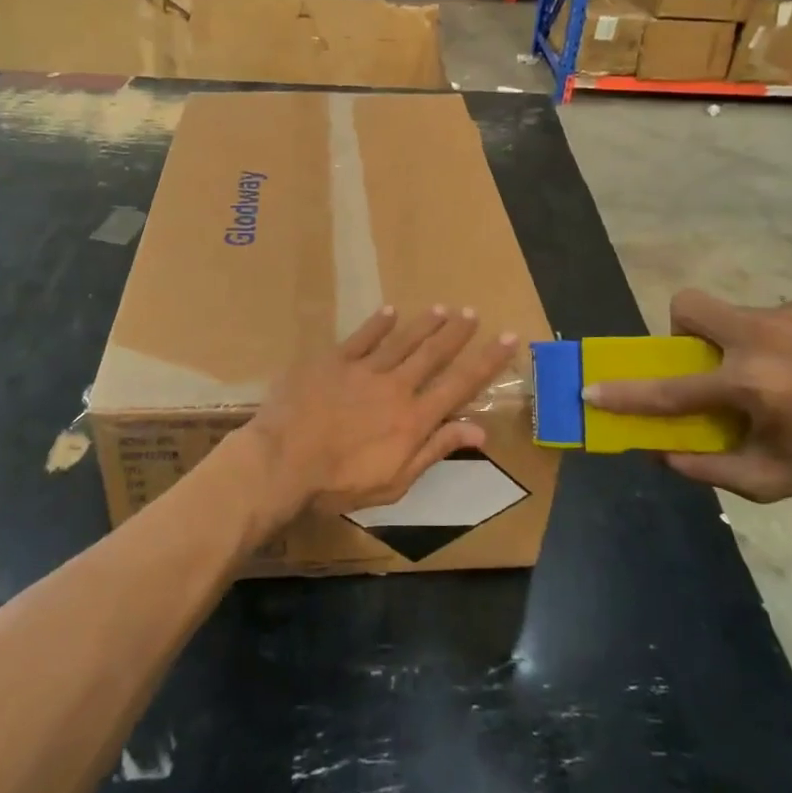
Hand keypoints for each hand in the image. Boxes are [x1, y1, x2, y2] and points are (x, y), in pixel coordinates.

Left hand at [224, 306, 517, 534]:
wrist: (283, 461)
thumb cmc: (338, 483)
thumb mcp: (395, 481)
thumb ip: (435, 450)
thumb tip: (478, 431)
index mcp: (413, 419)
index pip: (460, 385)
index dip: (487, 361)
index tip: (508, 338)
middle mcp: (395, 387)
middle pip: (433, 354)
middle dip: (457, 333)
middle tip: (473, 313)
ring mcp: (363, 370)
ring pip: (402, 340)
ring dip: (424, 324)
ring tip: (443, 308)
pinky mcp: (333, 361)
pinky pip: (361, 337)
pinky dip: (377, 323)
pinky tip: (390, 310)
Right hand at [584, 289, 791, 503]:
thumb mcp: (769, 481)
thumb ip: (707, 468)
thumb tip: (661, 453)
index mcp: (748, 384)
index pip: (670, 389)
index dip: (625, 393)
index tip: (591, 388)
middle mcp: (761, 338)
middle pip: (689, 306)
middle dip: (682, 330)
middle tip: (708, 362)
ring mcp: (791, 314)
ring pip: (735, 313)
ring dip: (740, 342)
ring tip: (780, 373)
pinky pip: (777, 316)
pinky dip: (780, 339)